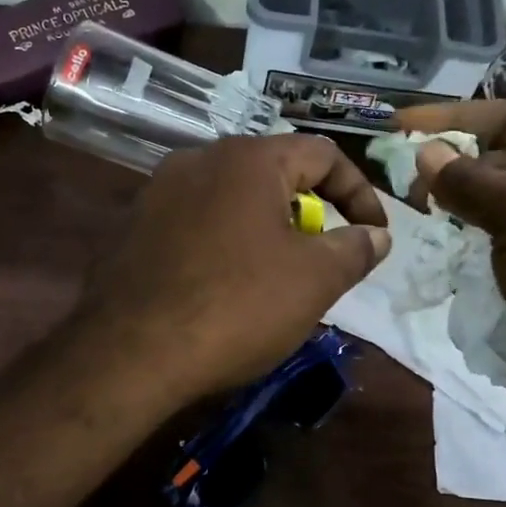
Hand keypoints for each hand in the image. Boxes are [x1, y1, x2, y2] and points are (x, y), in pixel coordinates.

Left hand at [77, 135, 390, 404]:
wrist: (130, 352)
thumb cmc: (236, 306)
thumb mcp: (314, 280)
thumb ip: (353, 249)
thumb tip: (376, 235)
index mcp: (247, 159)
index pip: (323, 154)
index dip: (360, 192)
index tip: (375, 234)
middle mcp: (198, 159)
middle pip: (273, 173)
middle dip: (309, 212)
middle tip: (322, 258)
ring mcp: (157, 191)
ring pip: (230, 199)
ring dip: (264, 228)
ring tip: (274, 275)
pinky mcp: (131, 226)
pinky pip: (194, 223)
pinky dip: (222, 243)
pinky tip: (221, 285)